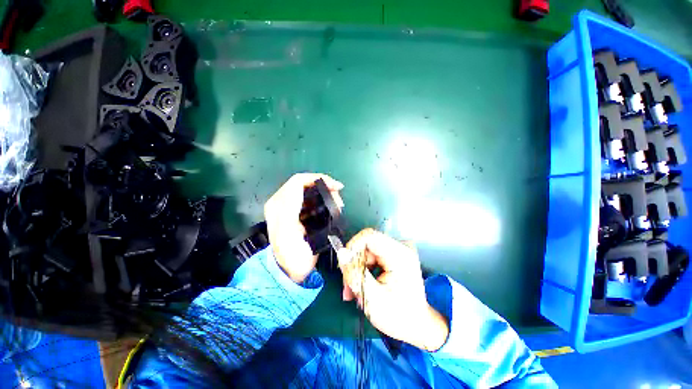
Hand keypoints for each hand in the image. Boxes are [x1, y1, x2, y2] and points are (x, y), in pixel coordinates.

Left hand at [264, 173, 343, 282]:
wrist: (289, 271)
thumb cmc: (292, 256)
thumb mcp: (288, 233)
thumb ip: (291, 208)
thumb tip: (304, 188)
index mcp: (279, 205)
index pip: (300, 181)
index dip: (320, 179)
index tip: (337, 188)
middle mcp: (282, 202)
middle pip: (306, 184)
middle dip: (325, 187)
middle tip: (339, 200)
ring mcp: (289, 207)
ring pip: (310, 190)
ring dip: (326, 194)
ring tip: (338, 205)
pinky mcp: (295, 212)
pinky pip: (311, 198)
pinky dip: (323, 200)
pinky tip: (331, 208)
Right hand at [338, 229, 448, 350]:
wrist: (417, 325)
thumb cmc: (398, 316)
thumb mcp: (372, 298)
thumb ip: (354, 273)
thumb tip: (341, 252)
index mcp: (400, 255)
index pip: (369, 236)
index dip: (353, 247)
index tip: (345, 265)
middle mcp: (400, 247)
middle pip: (366, 244)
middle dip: (354, 263)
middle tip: (348, 286)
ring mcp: (398, 250)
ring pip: (366, 251)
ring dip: (357, 269)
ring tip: (354, 291)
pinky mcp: (394, 255)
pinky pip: (371, 256)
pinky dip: (364, 269)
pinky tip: (362, 285)